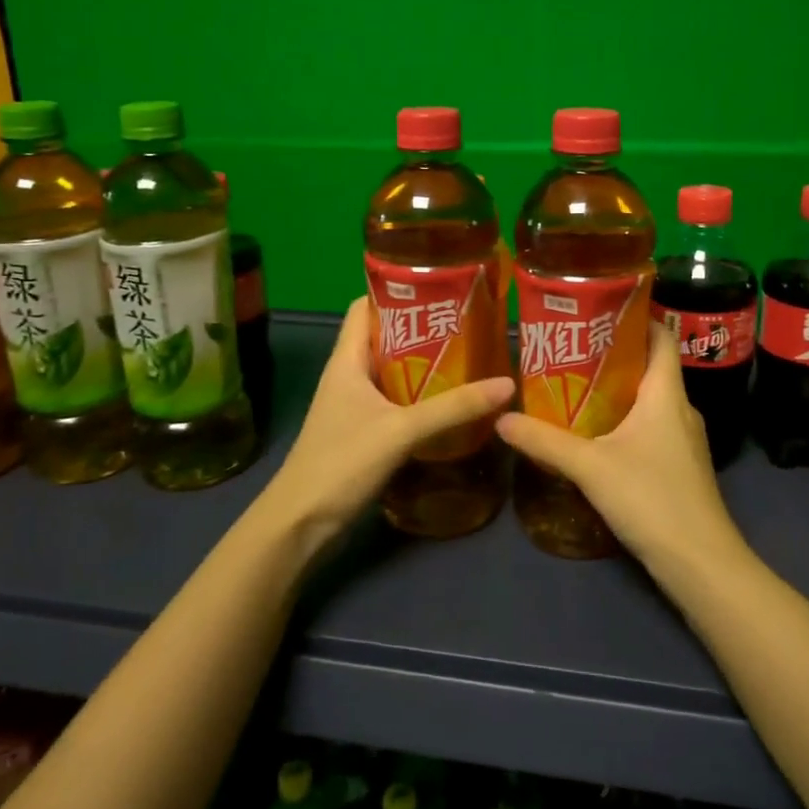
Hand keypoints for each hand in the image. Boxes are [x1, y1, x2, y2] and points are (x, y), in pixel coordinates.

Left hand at [257, 297, 514, 555]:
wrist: (301, 523)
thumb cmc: (341, 462)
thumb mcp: (401, 430)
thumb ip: (453, 408)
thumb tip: (506, 384)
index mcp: (347, 360)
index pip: (365, 307)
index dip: (396, 291)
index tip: (439, 286)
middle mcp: (349, 375)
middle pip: (385, 337)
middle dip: (423, 328)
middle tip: (469, 322)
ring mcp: (355, 405)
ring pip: (392, 371)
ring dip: (425, 364)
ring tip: (469, 355)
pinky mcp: (363, 431)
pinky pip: (396, 401)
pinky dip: (421, 396)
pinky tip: (452, 402)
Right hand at [495, 323, 748, 576]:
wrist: (701, 564)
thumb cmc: (651, 499)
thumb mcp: (590, 466)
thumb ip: (544, 441)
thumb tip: (501, 418)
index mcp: (666, 394)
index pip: (661, 337)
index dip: (637, 317)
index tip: (599, 310)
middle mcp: (681, 409)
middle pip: (650, 367)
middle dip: (612, 356)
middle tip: (569, 350)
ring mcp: (684, 441)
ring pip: (649, 402)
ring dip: (616, 392)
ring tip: (573, 388)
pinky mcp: (680, 468)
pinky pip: (651, 429)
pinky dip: (624, 422)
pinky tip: (594, 436)